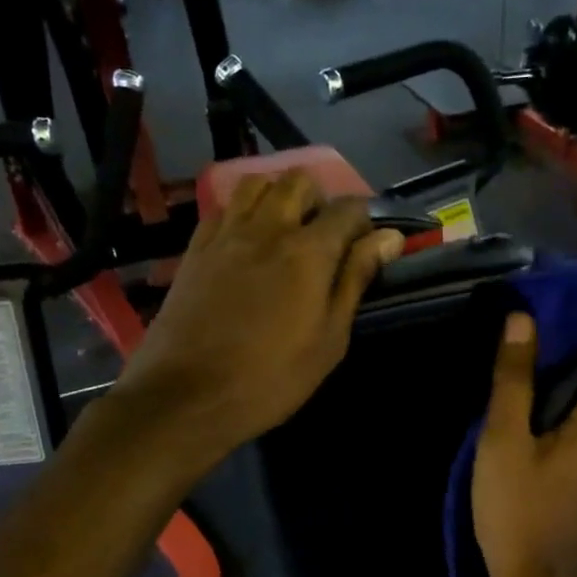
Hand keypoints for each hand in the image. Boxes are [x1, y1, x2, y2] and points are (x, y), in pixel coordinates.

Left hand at [113, 170, 401, 467]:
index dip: (364, 222)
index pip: (348, 209)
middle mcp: (267, 227)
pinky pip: (224, 208)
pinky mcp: (195, 248)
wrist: (188, 394)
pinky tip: (246, 242)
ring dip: (279, 196)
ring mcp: (226, 233)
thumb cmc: (271, 378)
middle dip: (320, 200)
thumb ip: (355, 281)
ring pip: (258, 184)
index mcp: (308, 251)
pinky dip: (243, 211)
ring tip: (285, 232)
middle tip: (324, 239)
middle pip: (300, 181)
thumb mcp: (328, 340)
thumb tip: (388, 238)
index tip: (367, 248)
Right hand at [473, 312, 576, 576]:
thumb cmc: (517, 510)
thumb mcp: (504, 442)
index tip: (546, 311)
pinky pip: (575, 438)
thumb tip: (522, 320)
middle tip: (519, 339)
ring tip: (516, 374)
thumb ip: (513, 381)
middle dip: (562, 357)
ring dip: (555, 390)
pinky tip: (523, 422)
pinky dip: (554, 420)